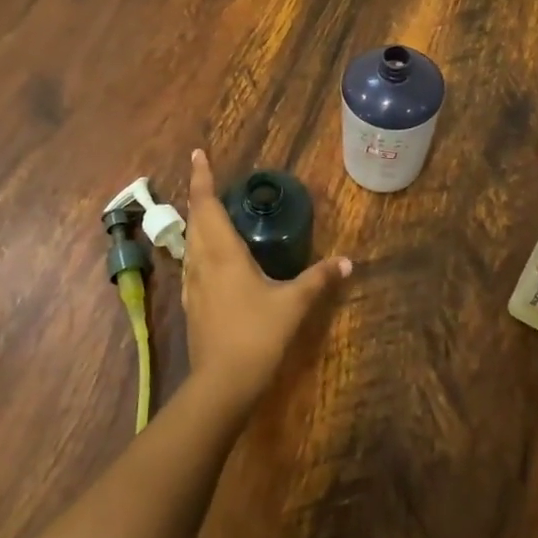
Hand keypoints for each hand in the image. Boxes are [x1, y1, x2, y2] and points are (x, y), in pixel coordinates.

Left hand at [183, 148, 351, 405]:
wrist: (221, 383)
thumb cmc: (257, 334)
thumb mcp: (293, 303)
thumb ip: (319, 279)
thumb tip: (348, 261)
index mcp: (222, 252)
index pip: (206, 205)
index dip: (201, 178)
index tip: (198, 154)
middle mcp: (201, 262)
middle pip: (195, 220)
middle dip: (199, 194)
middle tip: (206, 176)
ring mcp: (192, 285)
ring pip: (189, 242)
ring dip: (196, 221)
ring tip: (208, 210)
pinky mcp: (191, 305)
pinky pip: (191, 264)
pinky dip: (197, 248)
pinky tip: (208, 257)